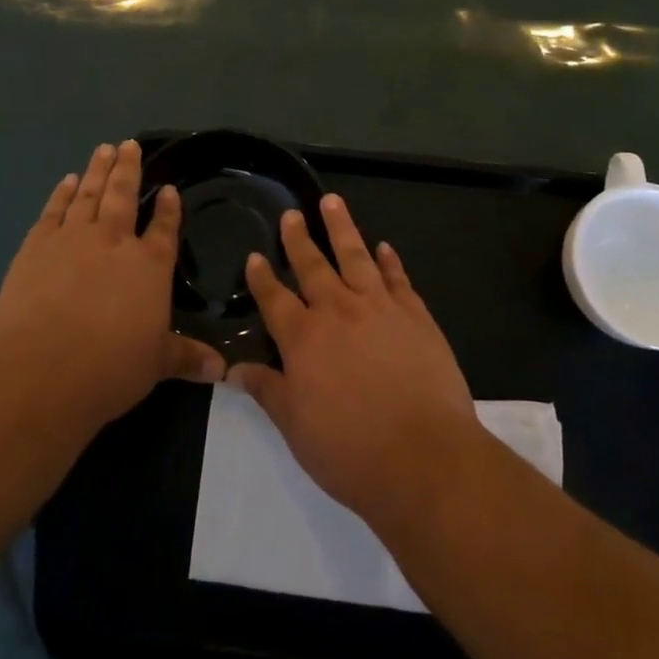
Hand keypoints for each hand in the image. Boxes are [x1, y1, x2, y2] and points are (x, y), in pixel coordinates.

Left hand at [0, 140, 225, 432]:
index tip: (169, 189)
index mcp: (150, 266)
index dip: (168, 208)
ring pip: (89, 193)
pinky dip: (62, 193)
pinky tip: (67, 181)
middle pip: (123, 195)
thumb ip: (186, 358)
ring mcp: (73, 238)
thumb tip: (222, 370)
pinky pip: (54, 210)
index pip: (164, 228)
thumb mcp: (156, 364)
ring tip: (103, 149)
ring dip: (97, 169)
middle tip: (129, 144)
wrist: (41, 370)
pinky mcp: (37, 245)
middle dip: (129, 168)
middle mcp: (114, 241)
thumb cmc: (109, 368)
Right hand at [226, 195, 481, 528]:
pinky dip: (389, 261)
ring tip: (332, 201)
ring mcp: (380, 307)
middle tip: (291, 214)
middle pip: (313, 265)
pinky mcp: (415, 315)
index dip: (262, 277)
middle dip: (298, 238)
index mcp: (303, 338)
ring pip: (356, 256)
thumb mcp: (295, 426)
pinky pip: (397, 277)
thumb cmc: (349, 450)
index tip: (254, 256)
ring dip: (342, 227)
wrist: (424, 456)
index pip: (274, 298)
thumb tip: (234, 369)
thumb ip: (267, 390)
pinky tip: (384, 247)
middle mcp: (338, 311)